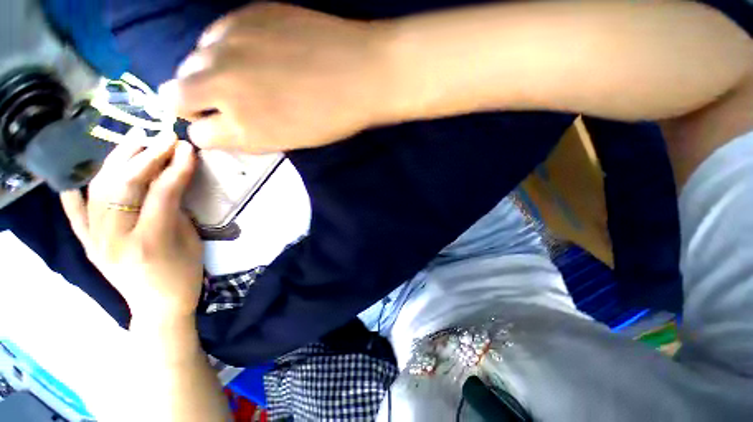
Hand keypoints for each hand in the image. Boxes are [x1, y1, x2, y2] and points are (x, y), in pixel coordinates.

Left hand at [61, 138, 202, 321]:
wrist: (158, 307)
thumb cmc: (184, 274)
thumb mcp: (190, 241)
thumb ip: (177, 210)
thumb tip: (171, 181)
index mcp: (151, 241)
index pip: (162, 193)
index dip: (177, 167)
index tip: (187, 149)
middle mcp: (115, 238)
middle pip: (126, 186)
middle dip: (147, 157)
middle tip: (164, 139)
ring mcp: (95, 241)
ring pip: (99, 190)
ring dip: (118, 161)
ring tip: (134, 142)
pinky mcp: (87, 244)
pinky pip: (75, 213)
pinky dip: (76, 191)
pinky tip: (80, 174)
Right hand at [159, 3, 395, 153]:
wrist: (361, 73)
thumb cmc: (333, 118)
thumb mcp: (291, 140)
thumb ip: (252, 134)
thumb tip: (223, 126)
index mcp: (245, 128)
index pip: (200, 136)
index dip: (212, 133)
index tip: (224, 127)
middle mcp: (223, 86)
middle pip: (174, 96)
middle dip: (192, 103)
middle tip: (222, 102)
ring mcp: (228, 46)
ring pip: (190, 62)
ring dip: (207, 73)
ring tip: (244, 75)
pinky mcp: (242, 15)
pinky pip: (213, 35)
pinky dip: (225, 48)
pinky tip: (256, 51)